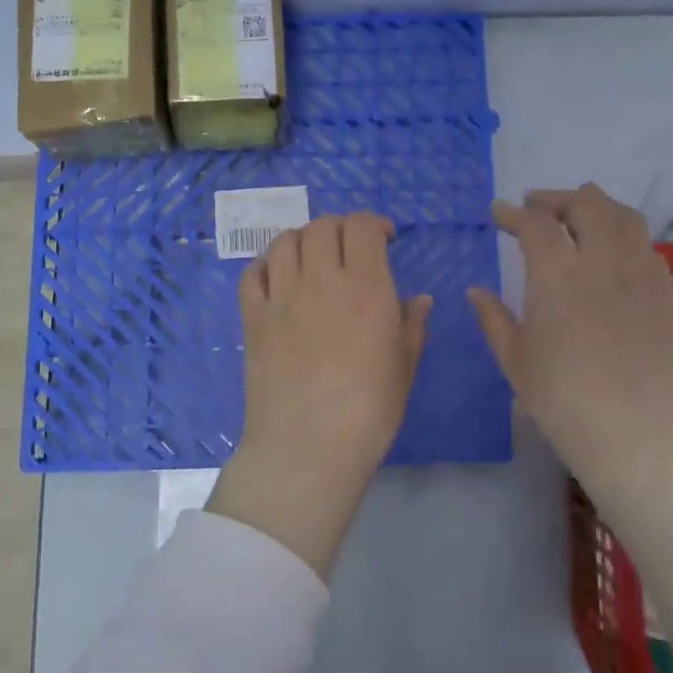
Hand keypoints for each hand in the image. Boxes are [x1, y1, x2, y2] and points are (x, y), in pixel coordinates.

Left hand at [208, 213, 432, 578]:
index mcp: (365, 289)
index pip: (362, 227)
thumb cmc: (368, 413)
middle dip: (340, 228)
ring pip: (285, 242)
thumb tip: (420, 299)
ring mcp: (281, 298)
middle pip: (322, 227)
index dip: (375, 224)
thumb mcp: (404, 368)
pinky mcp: (253, 319)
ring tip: (313, 259)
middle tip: (350, 249)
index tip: (384, 240)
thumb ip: (412, 325)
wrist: (307, 448)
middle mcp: (321, 281)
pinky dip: (266, 266)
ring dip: (303, 240)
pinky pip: (252, 275)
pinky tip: (278, 280)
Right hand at [468, 185, 672, 493]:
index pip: (535, 223)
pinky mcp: (665, 292)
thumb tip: (475, 291)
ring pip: (623, 216)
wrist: (635, 432)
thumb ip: (493, 318)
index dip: (513, 213)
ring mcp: (640, 273)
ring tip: (578, 213)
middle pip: (584, 205)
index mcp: (557, 274)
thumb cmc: (561, 398)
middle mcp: (602, 260)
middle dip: (555, 199)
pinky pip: (645, 245)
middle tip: (535, 205)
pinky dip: (623, 233)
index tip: (498, 212)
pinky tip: (612, 250)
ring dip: (595, 205)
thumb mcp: (514, 358)